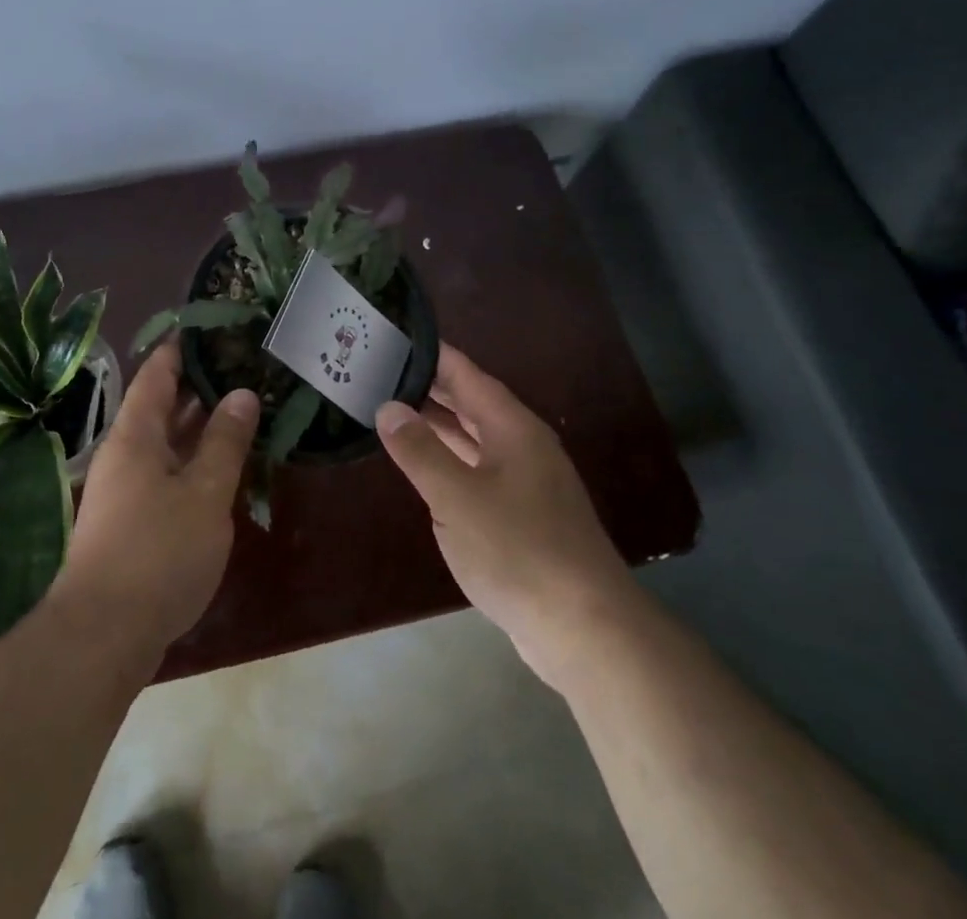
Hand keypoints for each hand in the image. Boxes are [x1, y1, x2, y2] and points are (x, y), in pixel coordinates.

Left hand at [49, 338, 259, 664]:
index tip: (212, 326)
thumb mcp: (204, 493)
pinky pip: (165, 472)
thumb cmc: (157, 552)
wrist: (102, 635)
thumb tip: (242, 392)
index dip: (182, 347)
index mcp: (135, 434)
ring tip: (241, 406)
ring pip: (165, 442)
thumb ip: (225, 442)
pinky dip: (193, 460)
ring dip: (198, 425)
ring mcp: (125, 489)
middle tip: (241, 365)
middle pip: (160, 405)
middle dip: (198, 385)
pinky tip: (222, 465)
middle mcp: (125, 453)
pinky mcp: (131, 521)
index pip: (157, 373)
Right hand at [377, 343, 631, 654]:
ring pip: (474, 439)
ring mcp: (527, 482)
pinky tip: (425, 467)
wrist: (586, 630)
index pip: (466, 374)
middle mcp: (523, 446)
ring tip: (391, 409)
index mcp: (513, 428)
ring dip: (438, 424)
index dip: (433, 354)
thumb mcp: (457, 497)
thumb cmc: (518, 550)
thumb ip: (419, 450)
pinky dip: (449, 460)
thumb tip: (388, 406)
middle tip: (380, 371)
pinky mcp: (524, 516)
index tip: (395, 335)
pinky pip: (478, 471)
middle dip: (429, 387)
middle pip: (471, 403)